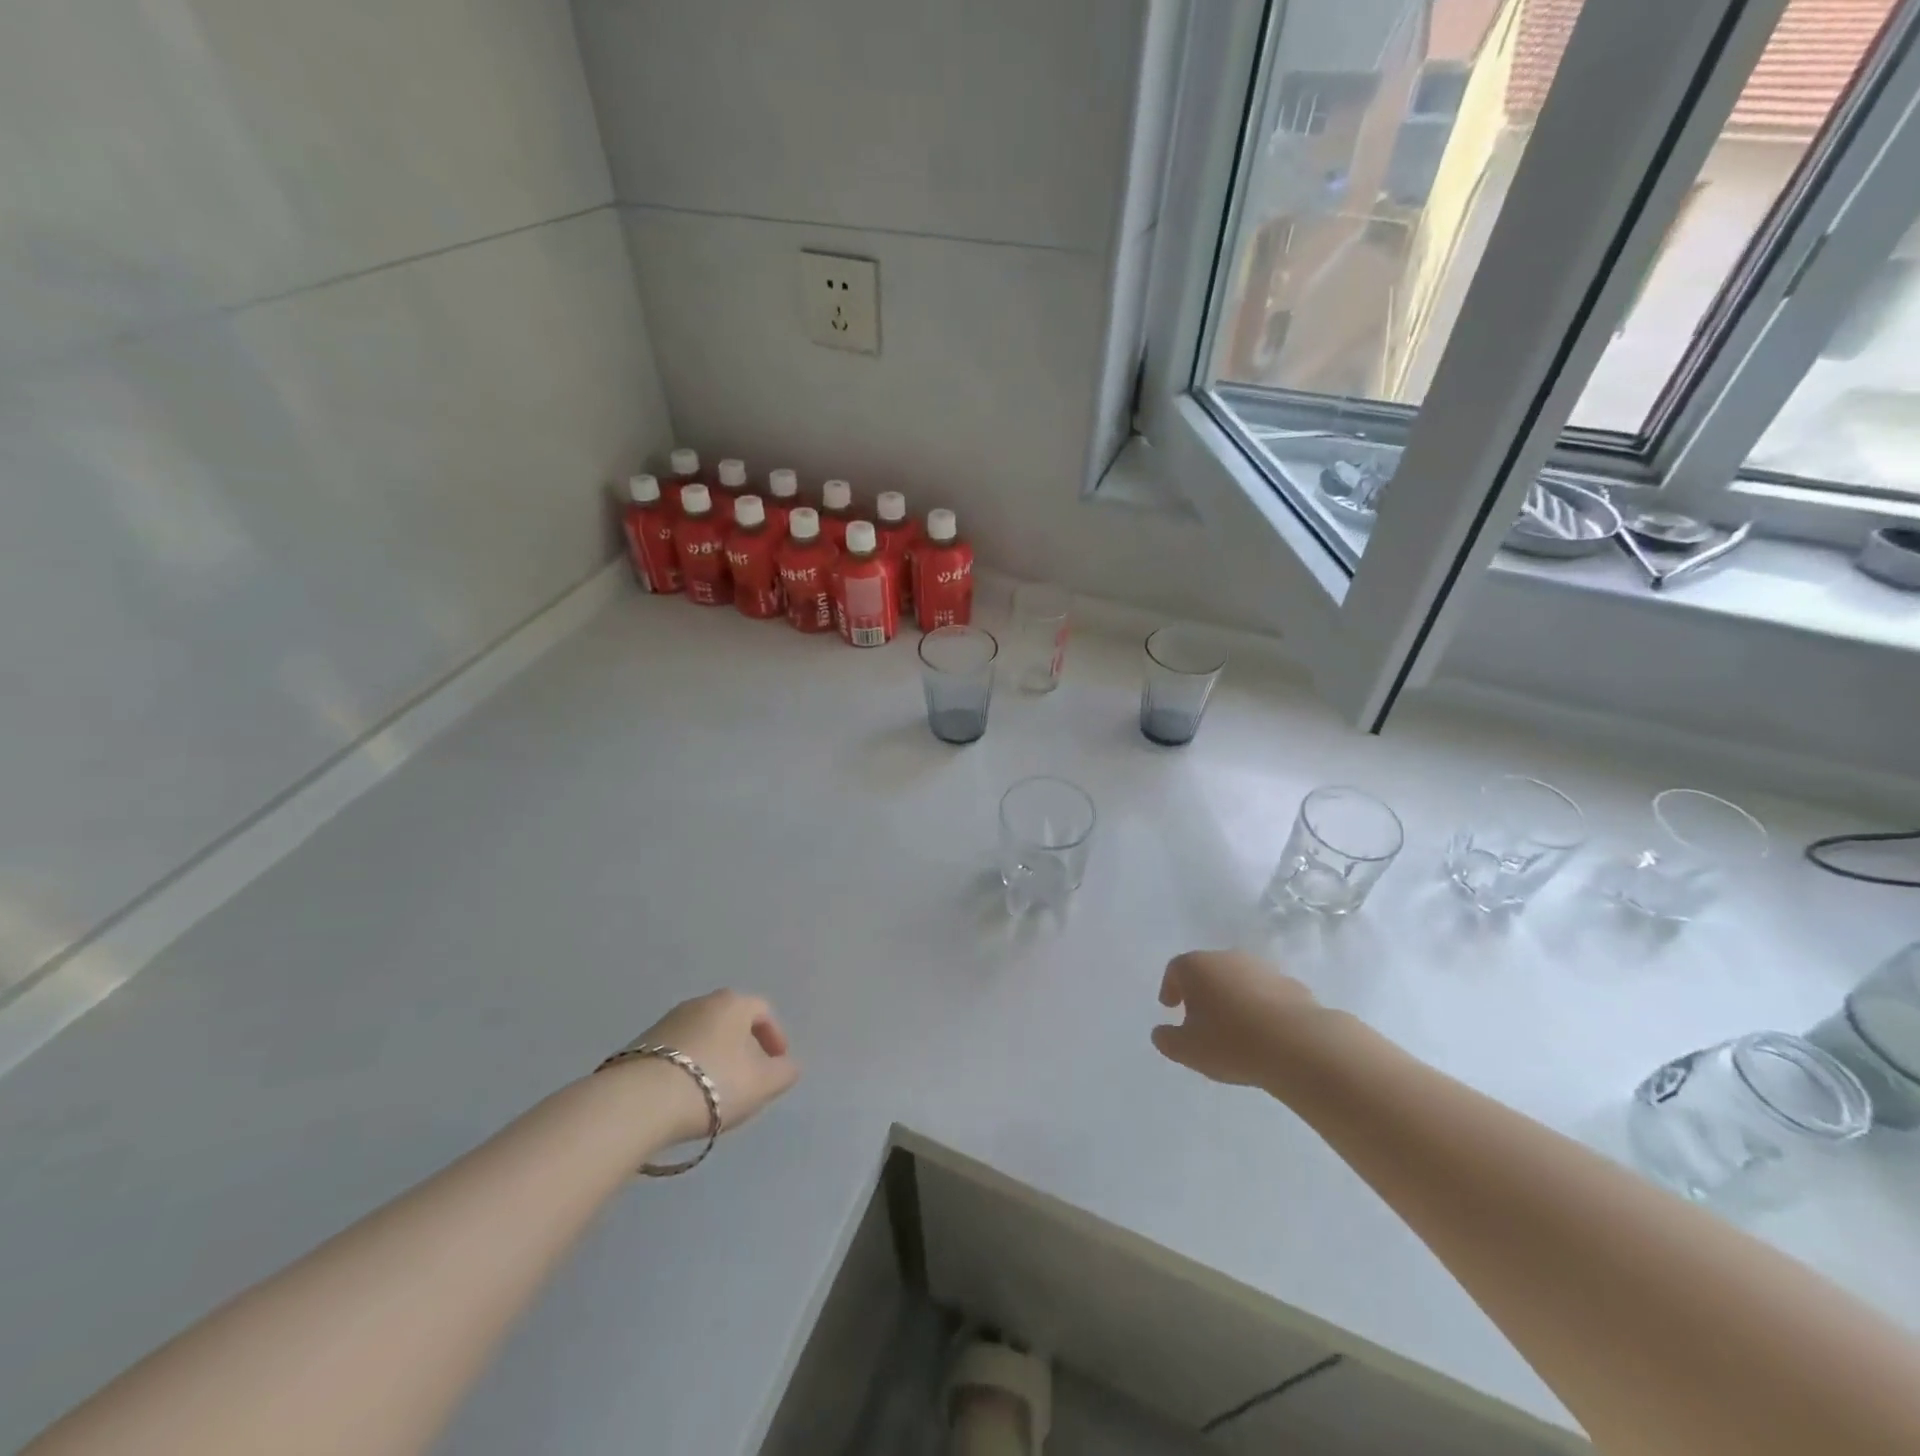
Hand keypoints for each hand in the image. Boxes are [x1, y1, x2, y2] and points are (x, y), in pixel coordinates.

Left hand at [629, 990, 799, 1141]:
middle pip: (730, 1021)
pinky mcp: (640, 1045)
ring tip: (715, 1091)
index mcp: (733, 1003)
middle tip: (748, 1077)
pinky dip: (687, 1067)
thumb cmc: (713, 1083)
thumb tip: (790, 1065)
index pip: (762, 1010)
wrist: (639, 1102)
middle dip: (743, 1046)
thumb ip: (784, 1073)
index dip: (774, 1036)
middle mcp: (700, 1003)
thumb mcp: (762, 1084)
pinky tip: (685, 1095)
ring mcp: (666, 1021)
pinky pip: (675, 1052)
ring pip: (702, 1035)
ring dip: (713, 1057)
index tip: (777, 1064)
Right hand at [1151, 950, 1320, 1088]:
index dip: (1170, 988)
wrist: (1298, 1045)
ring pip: (1239, 980)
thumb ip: (1167, 1040)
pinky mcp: (1292, 985)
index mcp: (1196, 967)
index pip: (1175, 969)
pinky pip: (1266, 994)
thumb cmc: (1231, 1043)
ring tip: (1234, 1028)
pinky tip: (1264, 1032)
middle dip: (1202, 992)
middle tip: (1200, 1018)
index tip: (1170, 1007)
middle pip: (1208, 970)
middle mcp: (1228, 958)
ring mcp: (1262, 969)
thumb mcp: (1187, 1050)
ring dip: (1233, 998)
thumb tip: (1161, 1032)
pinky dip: (1260, 1007)